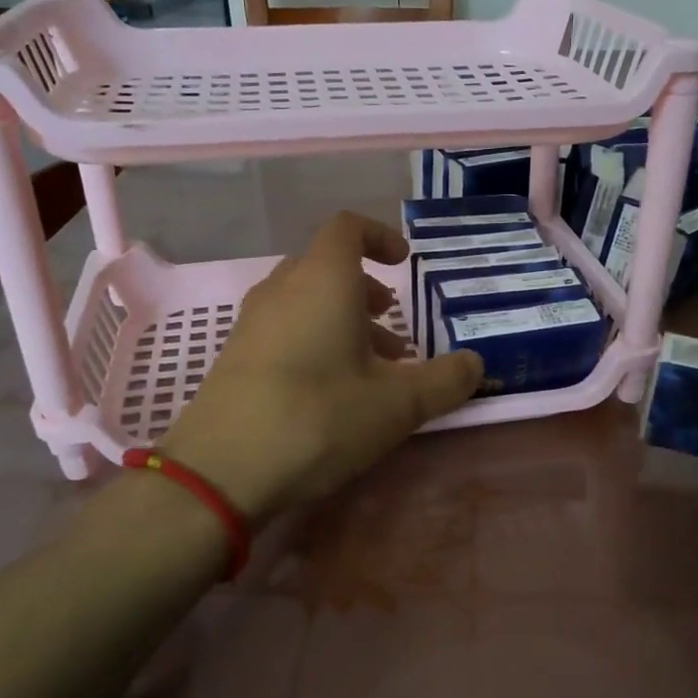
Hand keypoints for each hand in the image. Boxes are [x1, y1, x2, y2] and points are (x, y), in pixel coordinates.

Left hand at [156, 212, 482, 521]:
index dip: (379, 236)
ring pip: (304, 301)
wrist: (221, 470)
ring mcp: (252, 323)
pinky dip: (313, 340)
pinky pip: (282, 328)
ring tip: (370, 366)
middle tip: (392, 325)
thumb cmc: (319, 418)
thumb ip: (445, 381)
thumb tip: (476, 365)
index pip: (348, 228)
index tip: (404, 263)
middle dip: (365, 289)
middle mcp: (282, 289)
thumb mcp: (397, 404)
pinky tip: (330, 390)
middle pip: (326, 266)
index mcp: (323, 280)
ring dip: (341, 319)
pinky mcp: (234, 356)